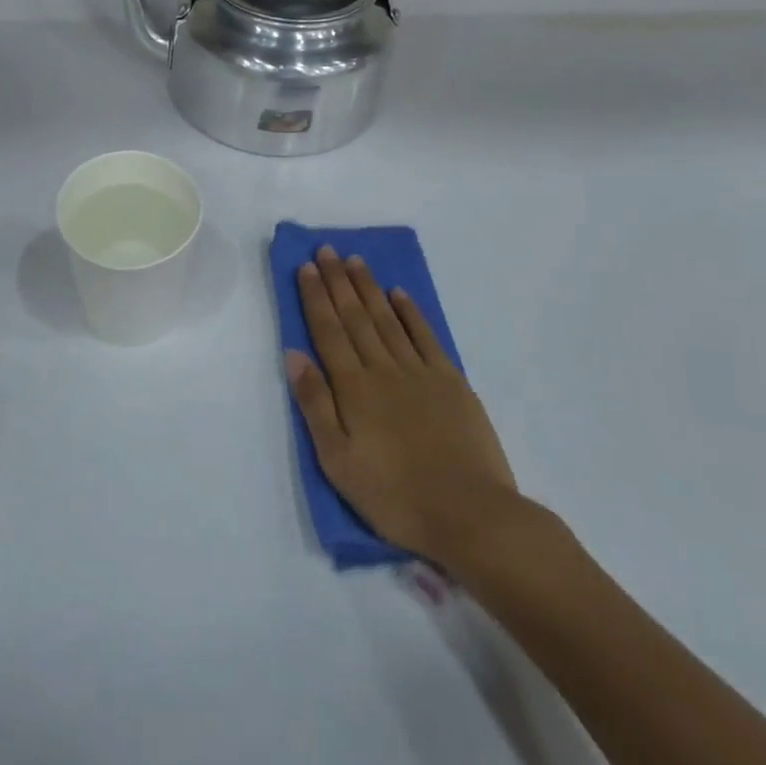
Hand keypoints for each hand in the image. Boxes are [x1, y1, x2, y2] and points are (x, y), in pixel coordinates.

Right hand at [288, 247, 552, 587]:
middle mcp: (383, 370)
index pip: (328, 331)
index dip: (315, 297)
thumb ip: (315, 404)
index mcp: (353, 389)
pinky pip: (425, 336)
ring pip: (387, 319)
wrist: (470, 514)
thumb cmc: (394, 495)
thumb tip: (294, 354)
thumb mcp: (338, 461)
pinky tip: (399, 294)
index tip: (305, 267)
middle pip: (355, 317)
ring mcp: (420, 372)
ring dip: (369, 287)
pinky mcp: (452, 382)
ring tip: (355, 260)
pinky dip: (410, 312)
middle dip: (338, 281)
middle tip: (326, 250)